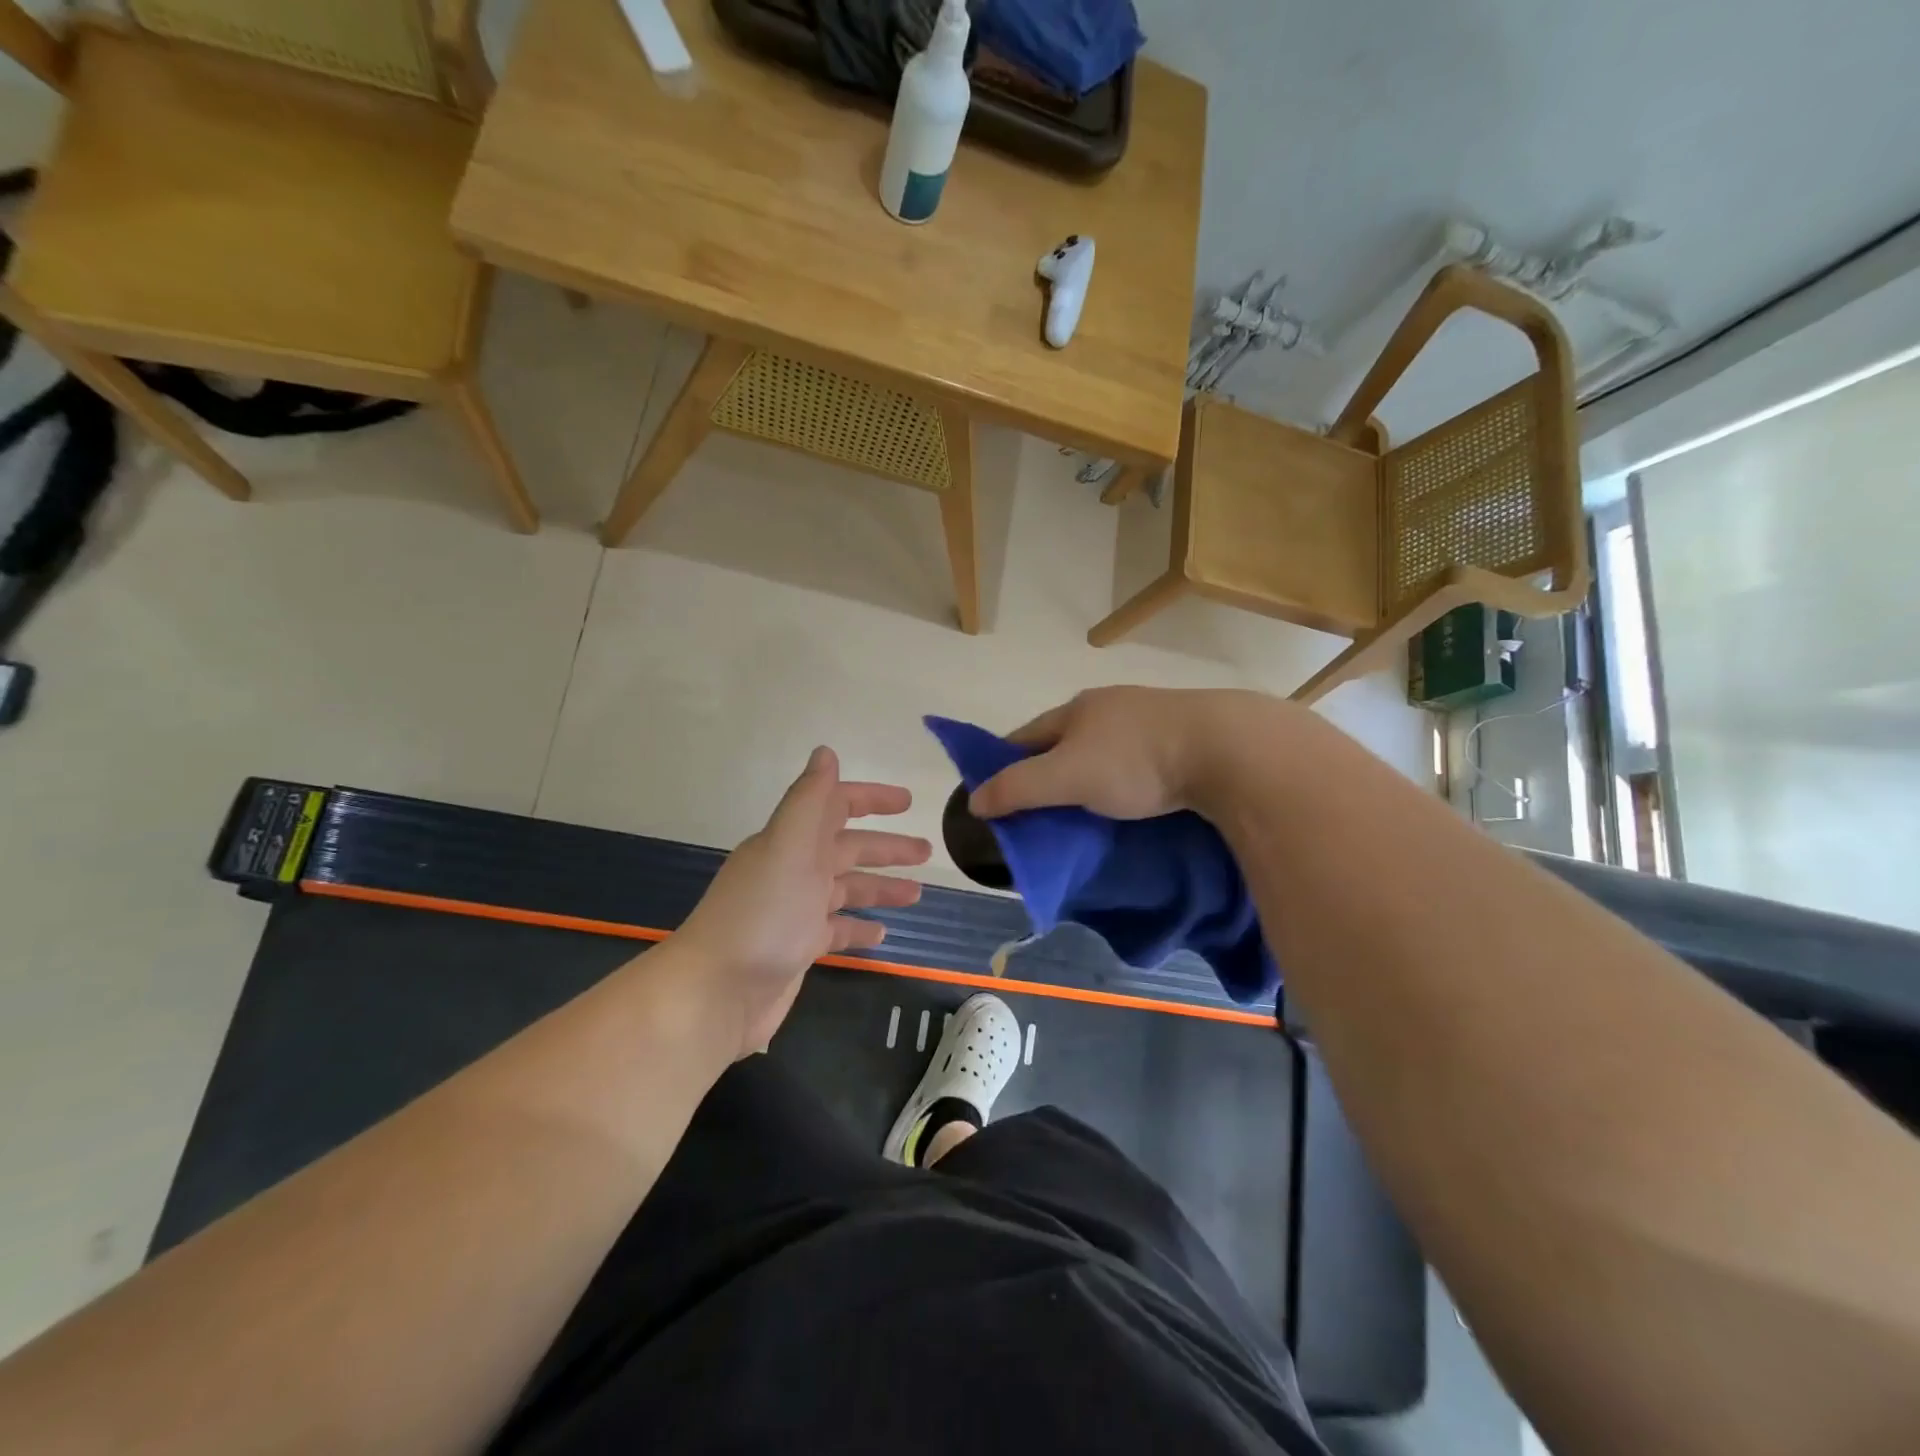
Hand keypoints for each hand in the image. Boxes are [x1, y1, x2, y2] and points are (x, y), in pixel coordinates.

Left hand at [674, 747, 929, 1056]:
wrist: (717, 992)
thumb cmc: (762, 915)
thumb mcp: (789, 848)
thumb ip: (810, 800)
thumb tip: (826, 752)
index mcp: (792, 842)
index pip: (835, 807)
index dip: (870, 799)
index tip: (907, 802)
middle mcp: (794, 870)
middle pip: (847, 849)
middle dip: (886, 847)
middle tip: (927, 851)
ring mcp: (796, 910)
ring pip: (847, 889)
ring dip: (880, 887)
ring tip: (916, 894)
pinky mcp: (798, 947)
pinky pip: (838, 930)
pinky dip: (860, 927)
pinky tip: (883, 933)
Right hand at [968, 687, 1281, 821]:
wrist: (1227, 749)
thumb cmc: (1134, 759)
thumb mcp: (1066, 777)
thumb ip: (1018, 788)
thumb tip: (975, 800)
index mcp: (1078, 708)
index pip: (1025, 735)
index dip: (1005, 762)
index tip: (995, 794)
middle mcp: (1111, 706)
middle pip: (1065, 740)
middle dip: (1049, 769)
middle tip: (1041, 809)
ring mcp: (1150, 718)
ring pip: (1105, 749)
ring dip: (1090, 774)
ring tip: (1085, 809)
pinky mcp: (1185, 737)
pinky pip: (1139, 759)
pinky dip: (1125, 779)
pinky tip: (1132, 798)